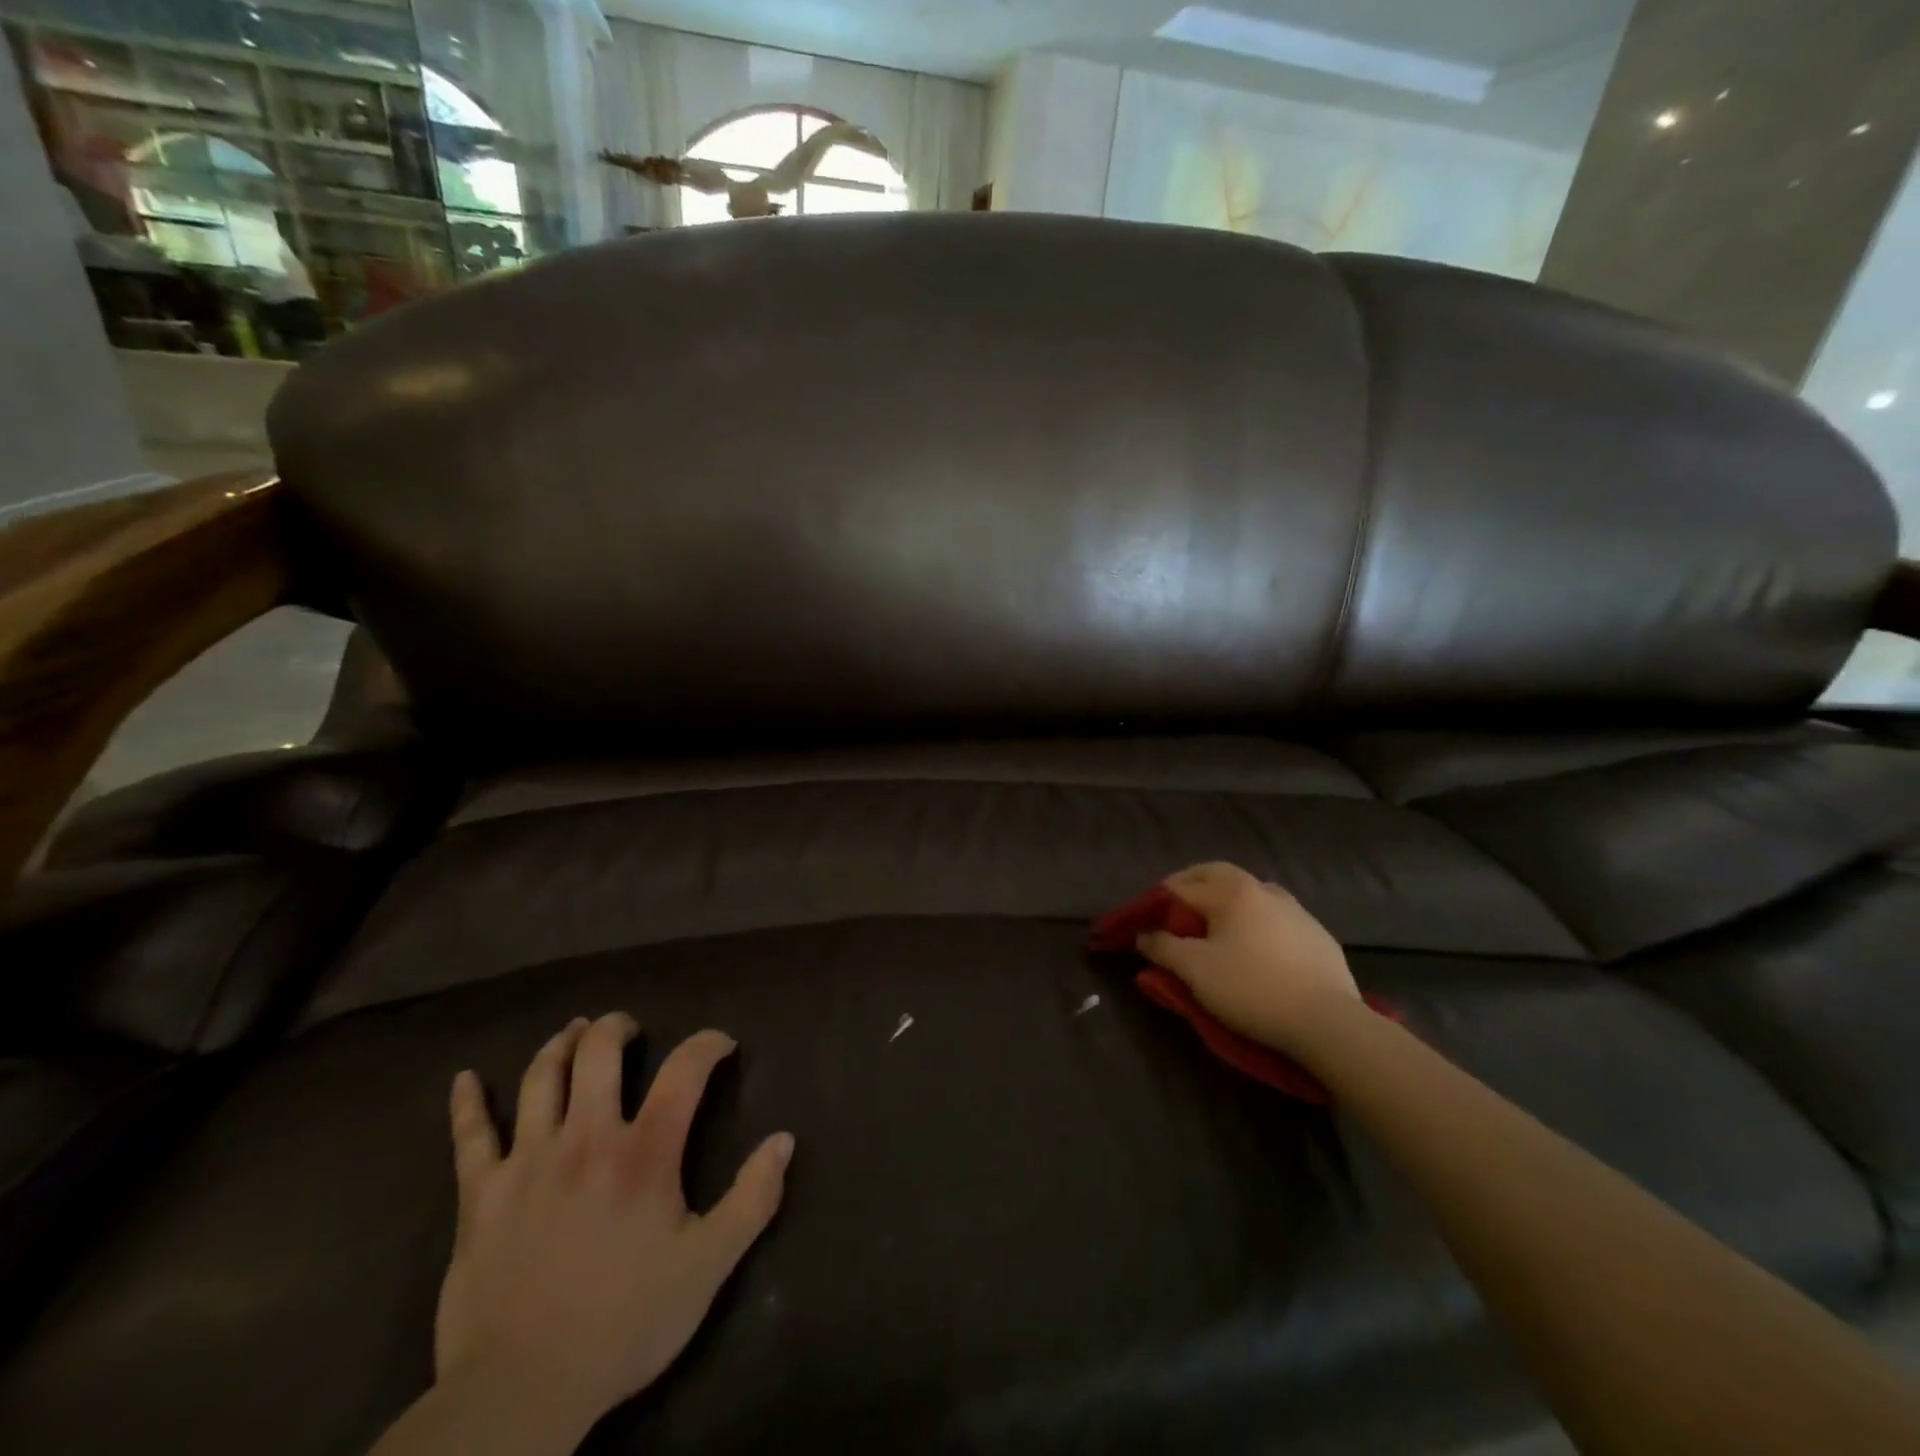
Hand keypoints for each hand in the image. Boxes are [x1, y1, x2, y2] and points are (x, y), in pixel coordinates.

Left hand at [433, 1015, 793, 1441]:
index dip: (707, 1044)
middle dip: (617, 1028)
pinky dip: (467, 1103)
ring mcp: (526, 1162)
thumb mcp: (708, 1267)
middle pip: (598, 1052)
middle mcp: (585, 1138)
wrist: (520, 1394)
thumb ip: (752, 1199)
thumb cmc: (624, 1324)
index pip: (684, 1070)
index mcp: (643, 1152)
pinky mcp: (479, 1195)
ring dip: (560, 1045)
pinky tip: (464, 1079)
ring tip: (574, 1032)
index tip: (721, 1045)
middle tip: (629, 1029)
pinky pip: (469, 1137)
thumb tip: (784, 1140)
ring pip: (539, 1077)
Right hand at [1136, 863, 1358, 1055]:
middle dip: (1190, 884)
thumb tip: (1143, 934)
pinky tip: (1255, 944)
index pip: (1181, 887)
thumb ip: (1163, 947)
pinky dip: (1254, 919)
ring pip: (1250, 891)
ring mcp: (1295, 909)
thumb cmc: (1252, 989)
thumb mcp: (1195, 971)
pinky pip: (1275, 914)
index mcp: (1232, 892)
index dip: (1156, 902)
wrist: (1328, 1023)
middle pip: (1217, 874)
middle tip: (1173, 906)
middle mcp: (1263, 889)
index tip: (1143, 920)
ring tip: (1214, 923)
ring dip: (1226, 898)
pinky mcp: (1317, 934)